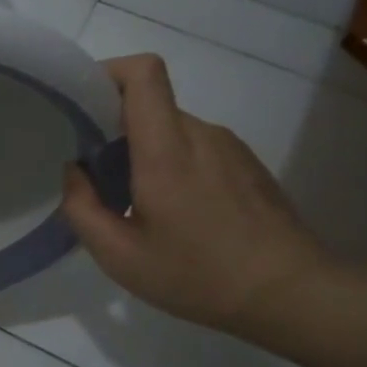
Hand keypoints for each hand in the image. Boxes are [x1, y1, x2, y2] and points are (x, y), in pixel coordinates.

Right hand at [59, 55, 329, 335]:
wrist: (291, 294)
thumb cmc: (198, 276)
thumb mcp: (119, 257)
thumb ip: (82, 208)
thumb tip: (75, 171)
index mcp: (166, 150)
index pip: (143, 74)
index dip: (108, 71)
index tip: (83, 102)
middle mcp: (201, 135)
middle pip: (150, 104)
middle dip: (114, 127)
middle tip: (97, 175)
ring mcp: (230, 147)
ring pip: (172, 129)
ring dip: (144, 151)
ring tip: (136, 202)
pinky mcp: (247, 164)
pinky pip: (196, 147)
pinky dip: (172, 164)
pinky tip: (175, 213)